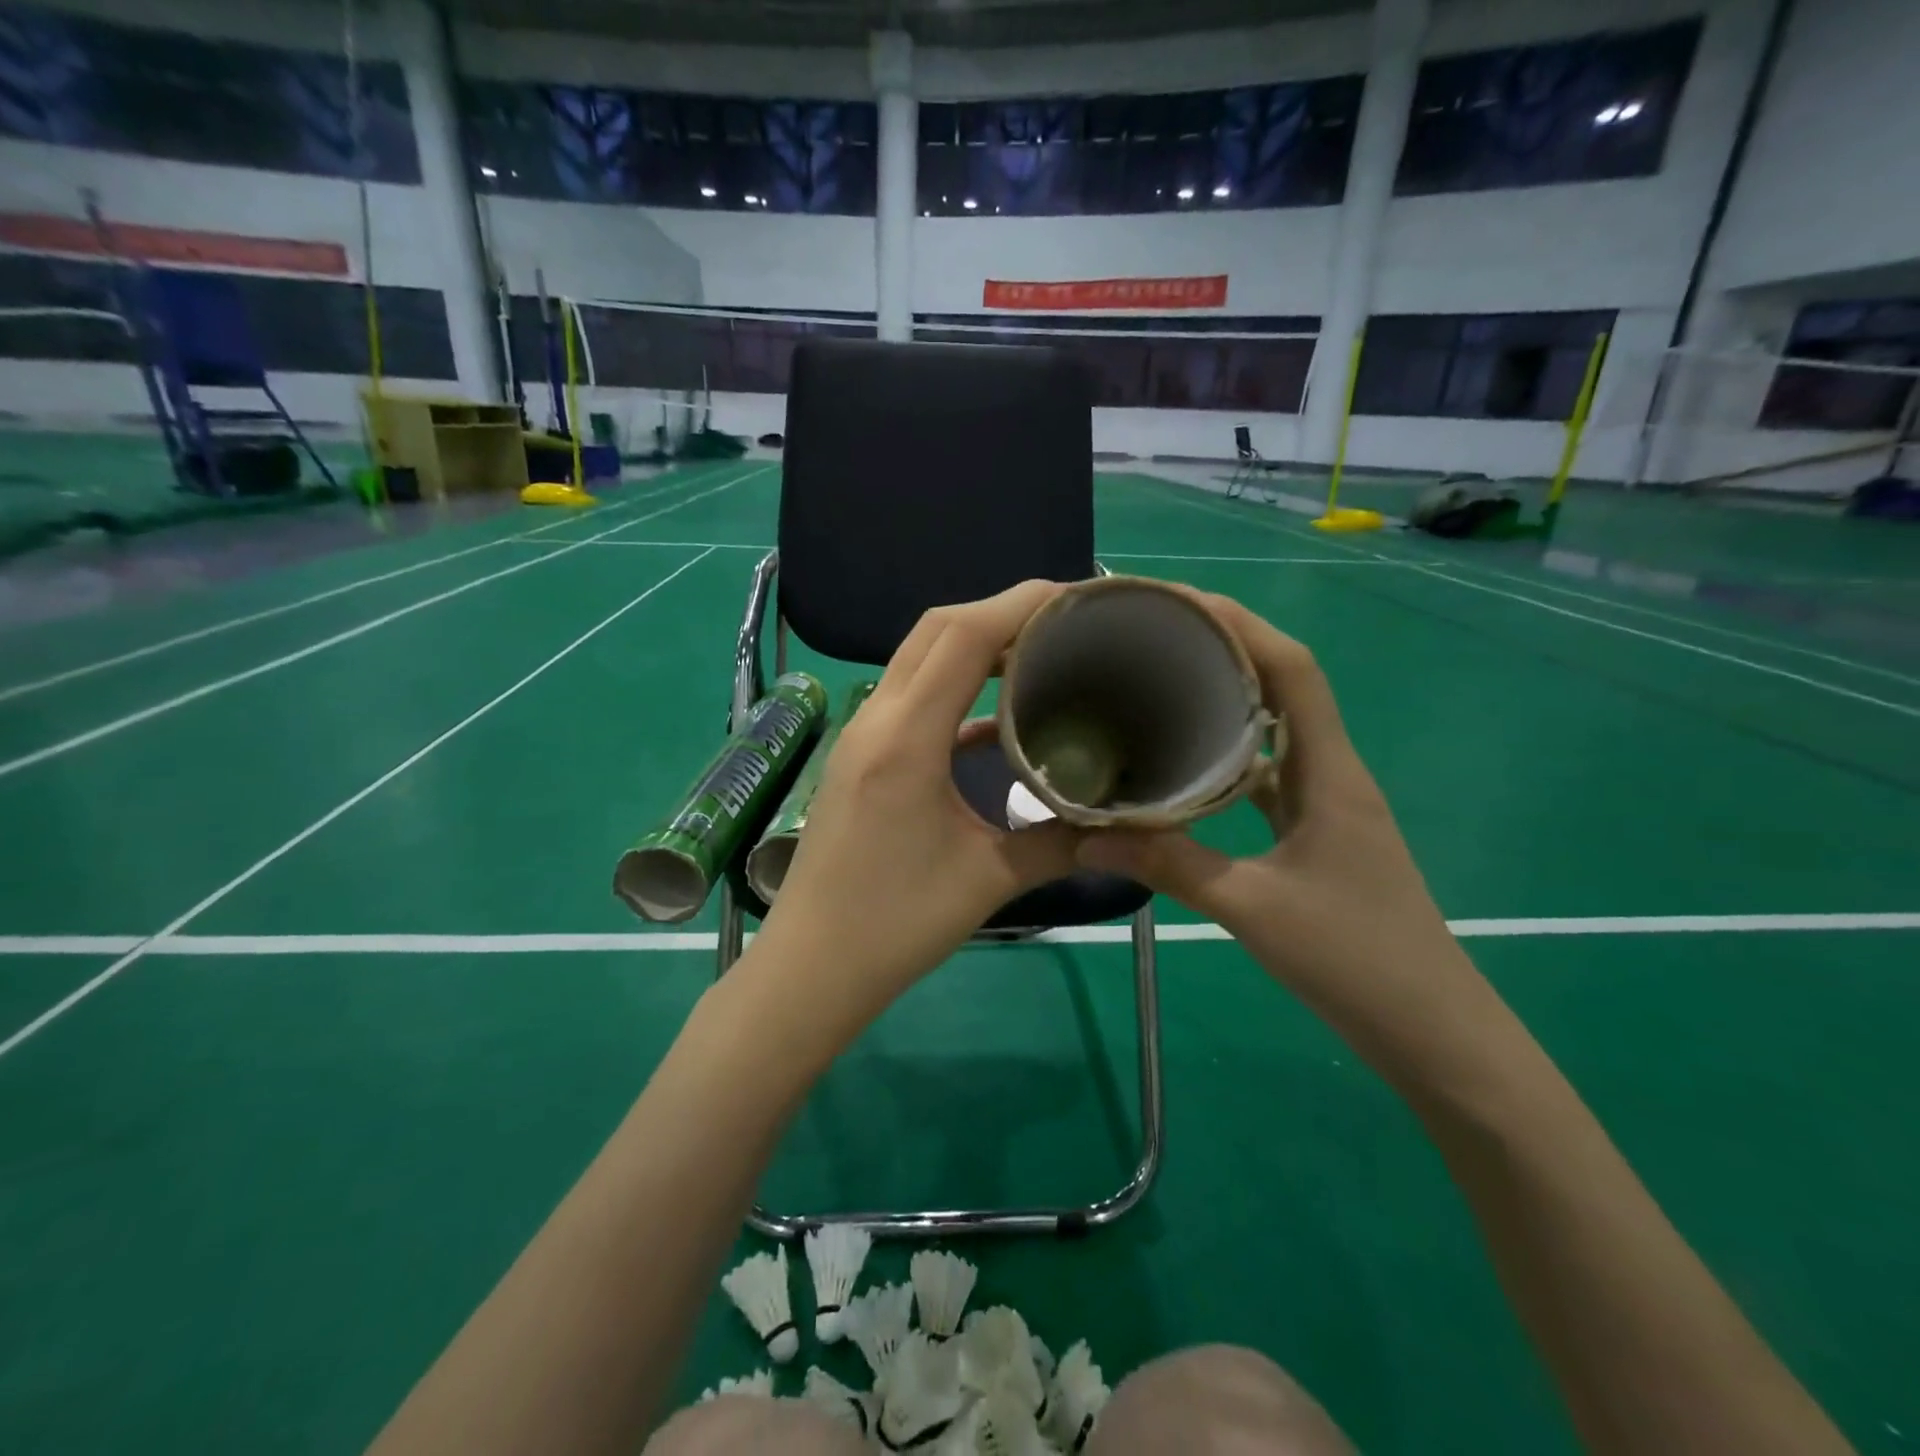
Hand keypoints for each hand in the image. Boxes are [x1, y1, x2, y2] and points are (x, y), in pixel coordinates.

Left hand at [747, 581, 1082, 1031]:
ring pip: (919, 657)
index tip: (1078, 599)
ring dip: (974, 645)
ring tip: (1037, 656)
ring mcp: (861, 735)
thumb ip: (1057, 841)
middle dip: (1001, 612)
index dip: (1022, 604)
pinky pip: (911, 697)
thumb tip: (1117, 819)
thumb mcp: (988, 881)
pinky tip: (994, 719)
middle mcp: (876, 719)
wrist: (811, 966)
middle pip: (936, 629)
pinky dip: (955, 689)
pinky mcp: (860, 757)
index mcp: (905, 738)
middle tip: (1064, 624)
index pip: (963, 636)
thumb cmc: (894, 925)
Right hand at [1074, 591, 1480, 1069]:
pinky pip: (1267, 776)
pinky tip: (1185, 767)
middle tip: (1156, 639)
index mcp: (1330, 773)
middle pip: (1283, 687)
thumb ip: (1171, 866)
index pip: (1294, 670)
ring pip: (1274, 731)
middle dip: (1226, 649)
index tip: (1182, 605)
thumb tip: (1085, 836)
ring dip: (1228, 700)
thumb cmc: (1356, 959)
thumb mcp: (1254, 908)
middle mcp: (1331, 774)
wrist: (1434, 1032)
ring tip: (1163, 687)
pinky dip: (1229, 757)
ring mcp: (1326, 805)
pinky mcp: (1316, 835)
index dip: (1243, 625)